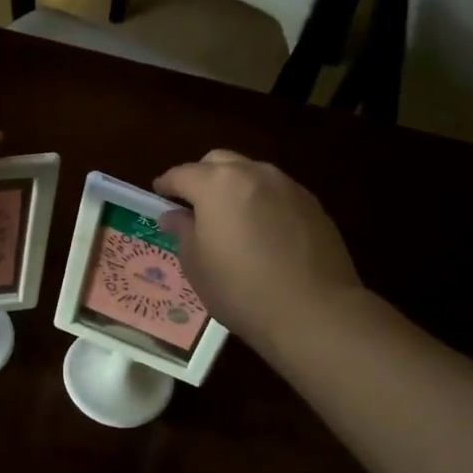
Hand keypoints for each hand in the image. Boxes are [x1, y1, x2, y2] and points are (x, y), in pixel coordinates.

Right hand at [155, 151, 362, 352]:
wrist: (313, 311)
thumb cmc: (241, 289)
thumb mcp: (197, 265)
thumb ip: (183, 231)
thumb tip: (175, 215)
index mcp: (217, 184)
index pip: (182, 174)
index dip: (167, 184)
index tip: (159, 195)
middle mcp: (253, 174)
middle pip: (219, 162)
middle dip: (202, 177)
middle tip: (194, 204)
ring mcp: (288, 186)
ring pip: (252, 173)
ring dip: (235, 187)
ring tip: (231, 218)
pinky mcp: (313, 205)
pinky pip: (278, 193)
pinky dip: (263, 202)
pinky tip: (263, 232)